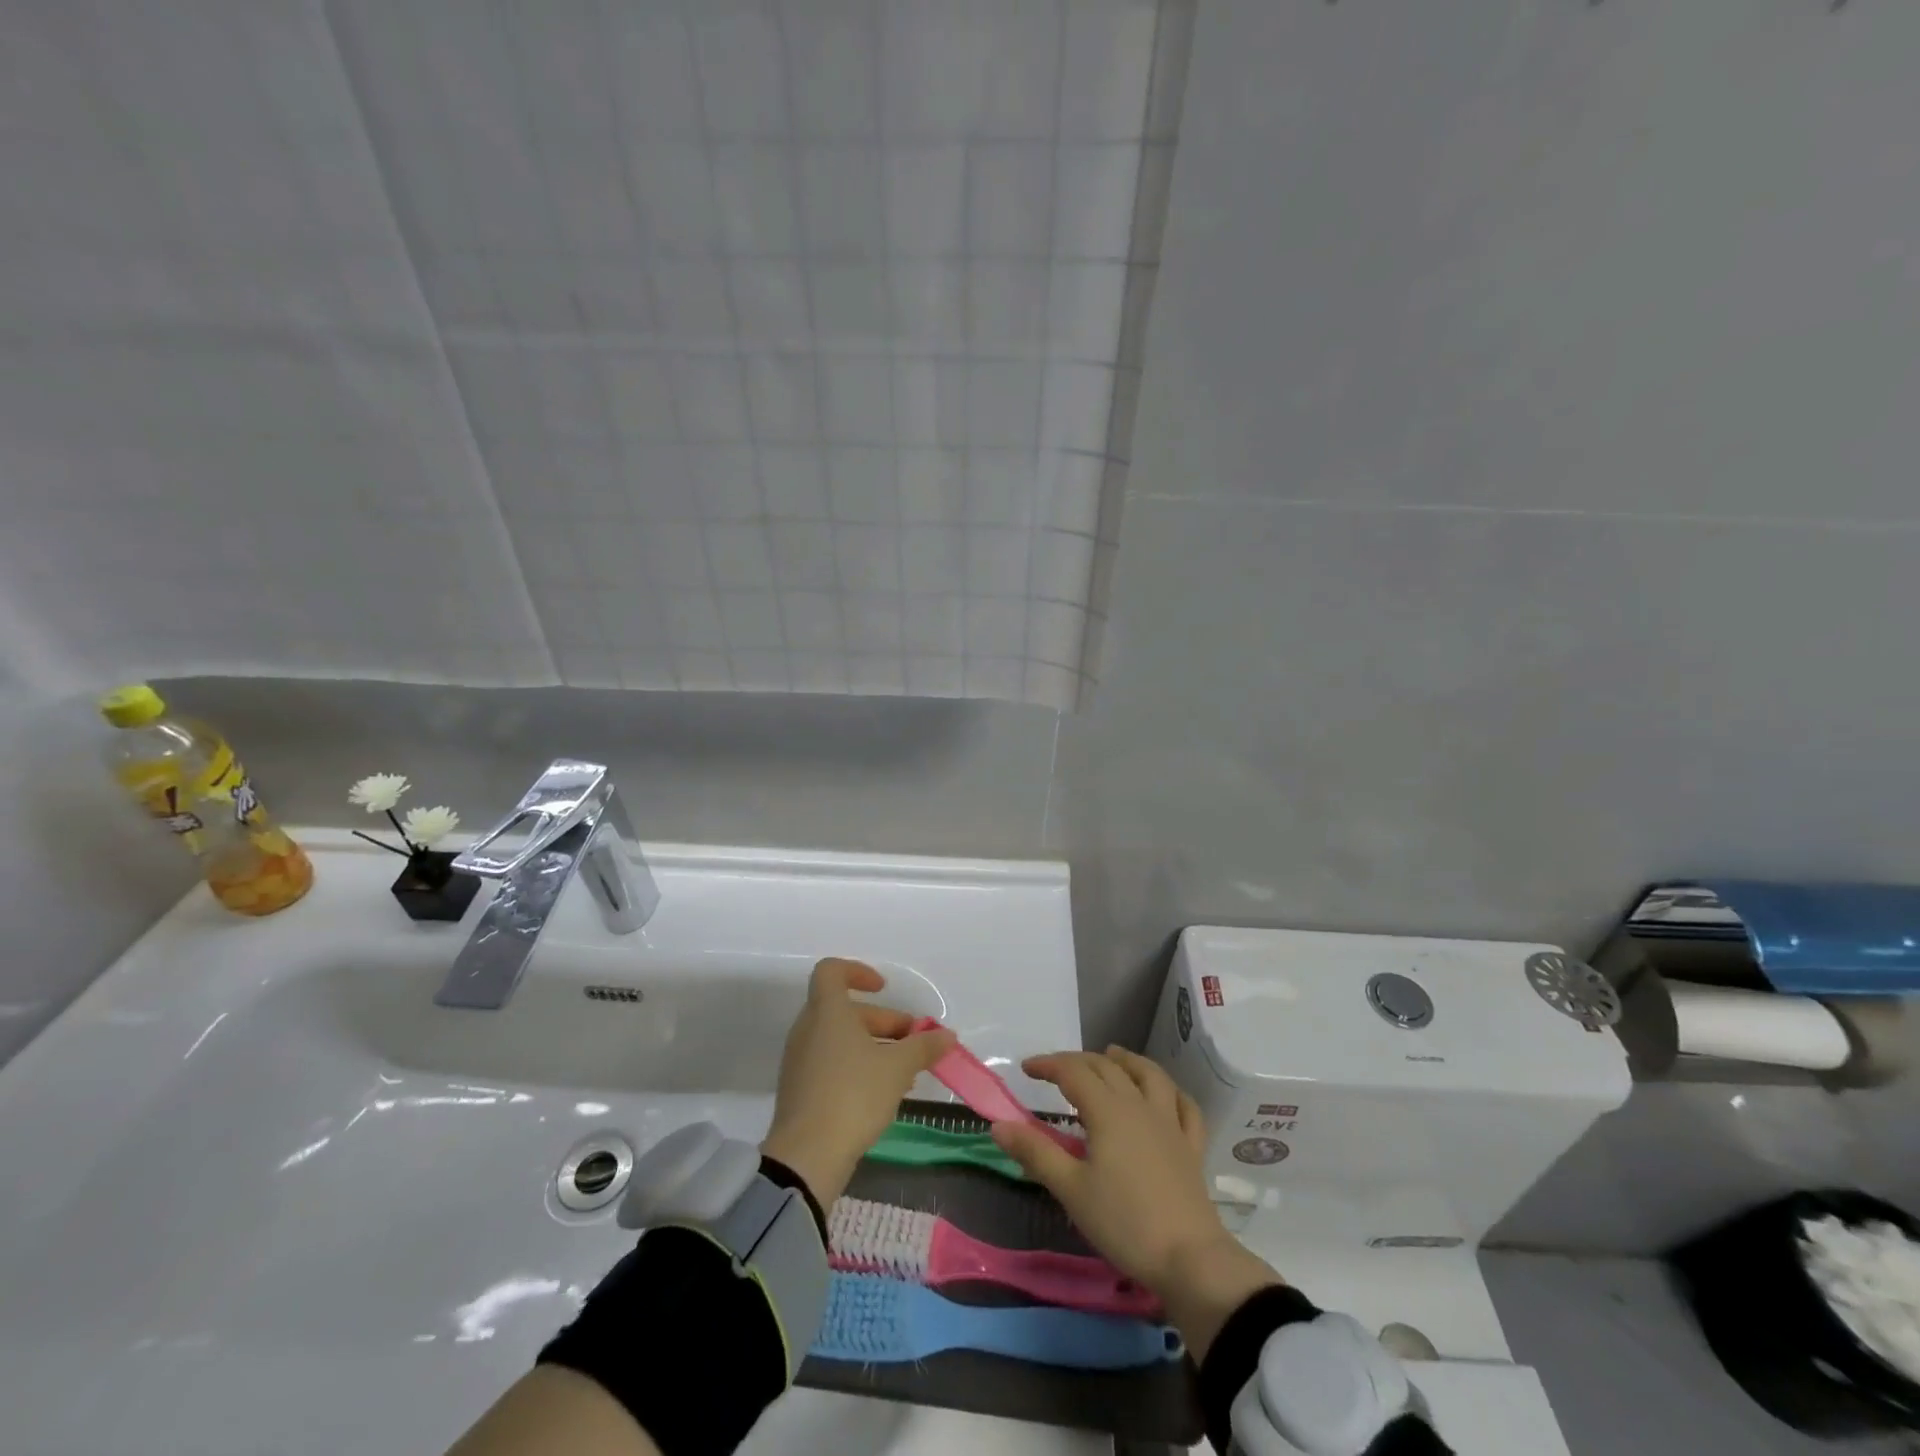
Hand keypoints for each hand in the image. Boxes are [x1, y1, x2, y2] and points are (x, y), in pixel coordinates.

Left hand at [761, 958, 955, 1206]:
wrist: (807, 1156)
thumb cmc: (853, 1095)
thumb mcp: (898, 1068)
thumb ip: (924, 1047)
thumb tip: (947, 1036)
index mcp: (827, 1012)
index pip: (831, 971)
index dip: (858, 972)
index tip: (884, 989)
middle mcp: (808, 1029)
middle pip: (845, 1010)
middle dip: (882, 1021)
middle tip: (913, 1042)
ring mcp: (800, 1060)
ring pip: (840, 1039)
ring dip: (873, 1046)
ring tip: (906, 1072)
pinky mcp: (800, 1089)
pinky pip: (831, 1063)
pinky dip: (857, 1066)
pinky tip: (883, 1093)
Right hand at [992, 1046, 1280, 1361]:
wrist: (1189, 1259)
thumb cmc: (1124, 1223)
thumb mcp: (1071, 1189)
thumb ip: (1035, 1152)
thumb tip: (998, 1125)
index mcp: (1108, 1111)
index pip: (1073, 1072)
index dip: (1048, 1065)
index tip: (1027, 1069)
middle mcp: (1139, 1105)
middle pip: (1107, 1068)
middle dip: (1079, 1061)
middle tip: (1056, 1070)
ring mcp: (1170, 1123)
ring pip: (1150, 1075)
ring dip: (1127, 1061)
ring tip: (1112, 1056)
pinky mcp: (1191, 1146)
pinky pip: (1185, 1107)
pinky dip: (1171, 1092)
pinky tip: (1165, 1094)